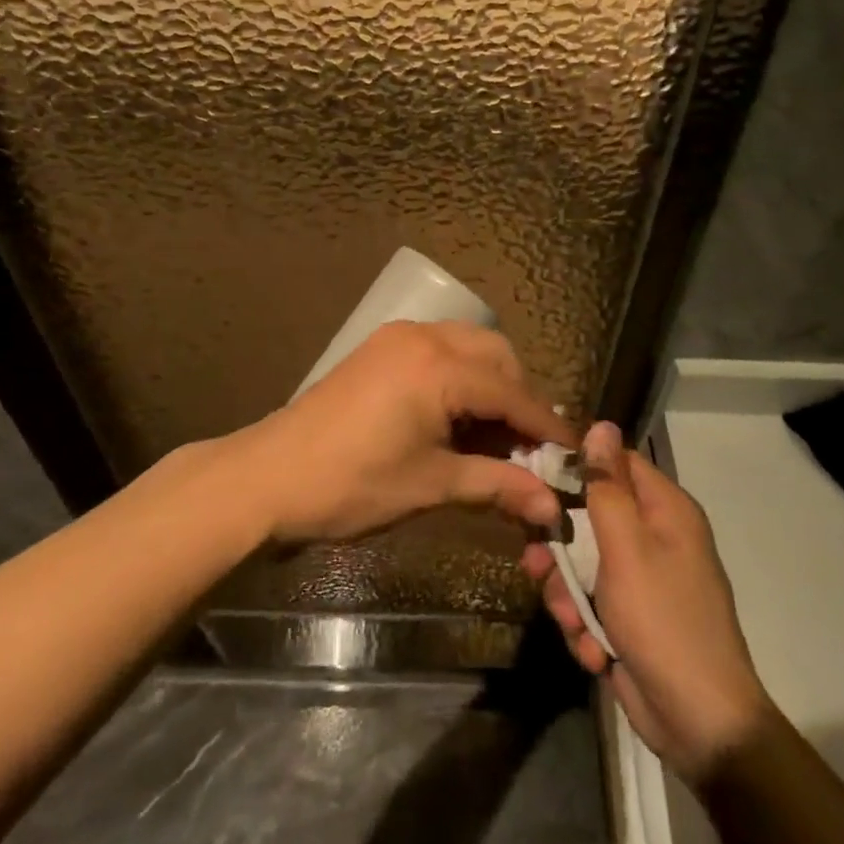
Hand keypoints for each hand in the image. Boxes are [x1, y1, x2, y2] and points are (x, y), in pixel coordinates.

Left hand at [229, 321, 572, 544]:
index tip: (575, 455)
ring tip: (493, 436)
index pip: (512, 393)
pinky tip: (457, 418)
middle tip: (526, 449)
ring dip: (490, 385)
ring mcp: (398, 338)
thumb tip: (552, 506)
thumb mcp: (431, 485)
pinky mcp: (381, 347)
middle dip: (519, 399)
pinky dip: (460, 377)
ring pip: (469, 348)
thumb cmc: (352, 484)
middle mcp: (425, 337)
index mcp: (440, 367)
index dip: (547, 427)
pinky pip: (440, 350)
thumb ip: (497, 485)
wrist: (269, 476)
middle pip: (497, 357)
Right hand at [522, 422, 772, 784]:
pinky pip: (591, 604)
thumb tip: (601, 425)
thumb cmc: (663, 621)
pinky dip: (586, 627)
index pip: (615, 464)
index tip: (534, 479)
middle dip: (561, 549)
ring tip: (572, 621)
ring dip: (569, 595)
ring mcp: (642, 582)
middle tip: (537, 564)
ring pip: (583, 565)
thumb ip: (607, 488)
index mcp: (665, 511)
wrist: (700, 723)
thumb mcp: (627, 549)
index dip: (576, 468)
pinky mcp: (629, 619)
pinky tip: (595, 652)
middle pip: (590, 517)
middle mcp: (655, 539)